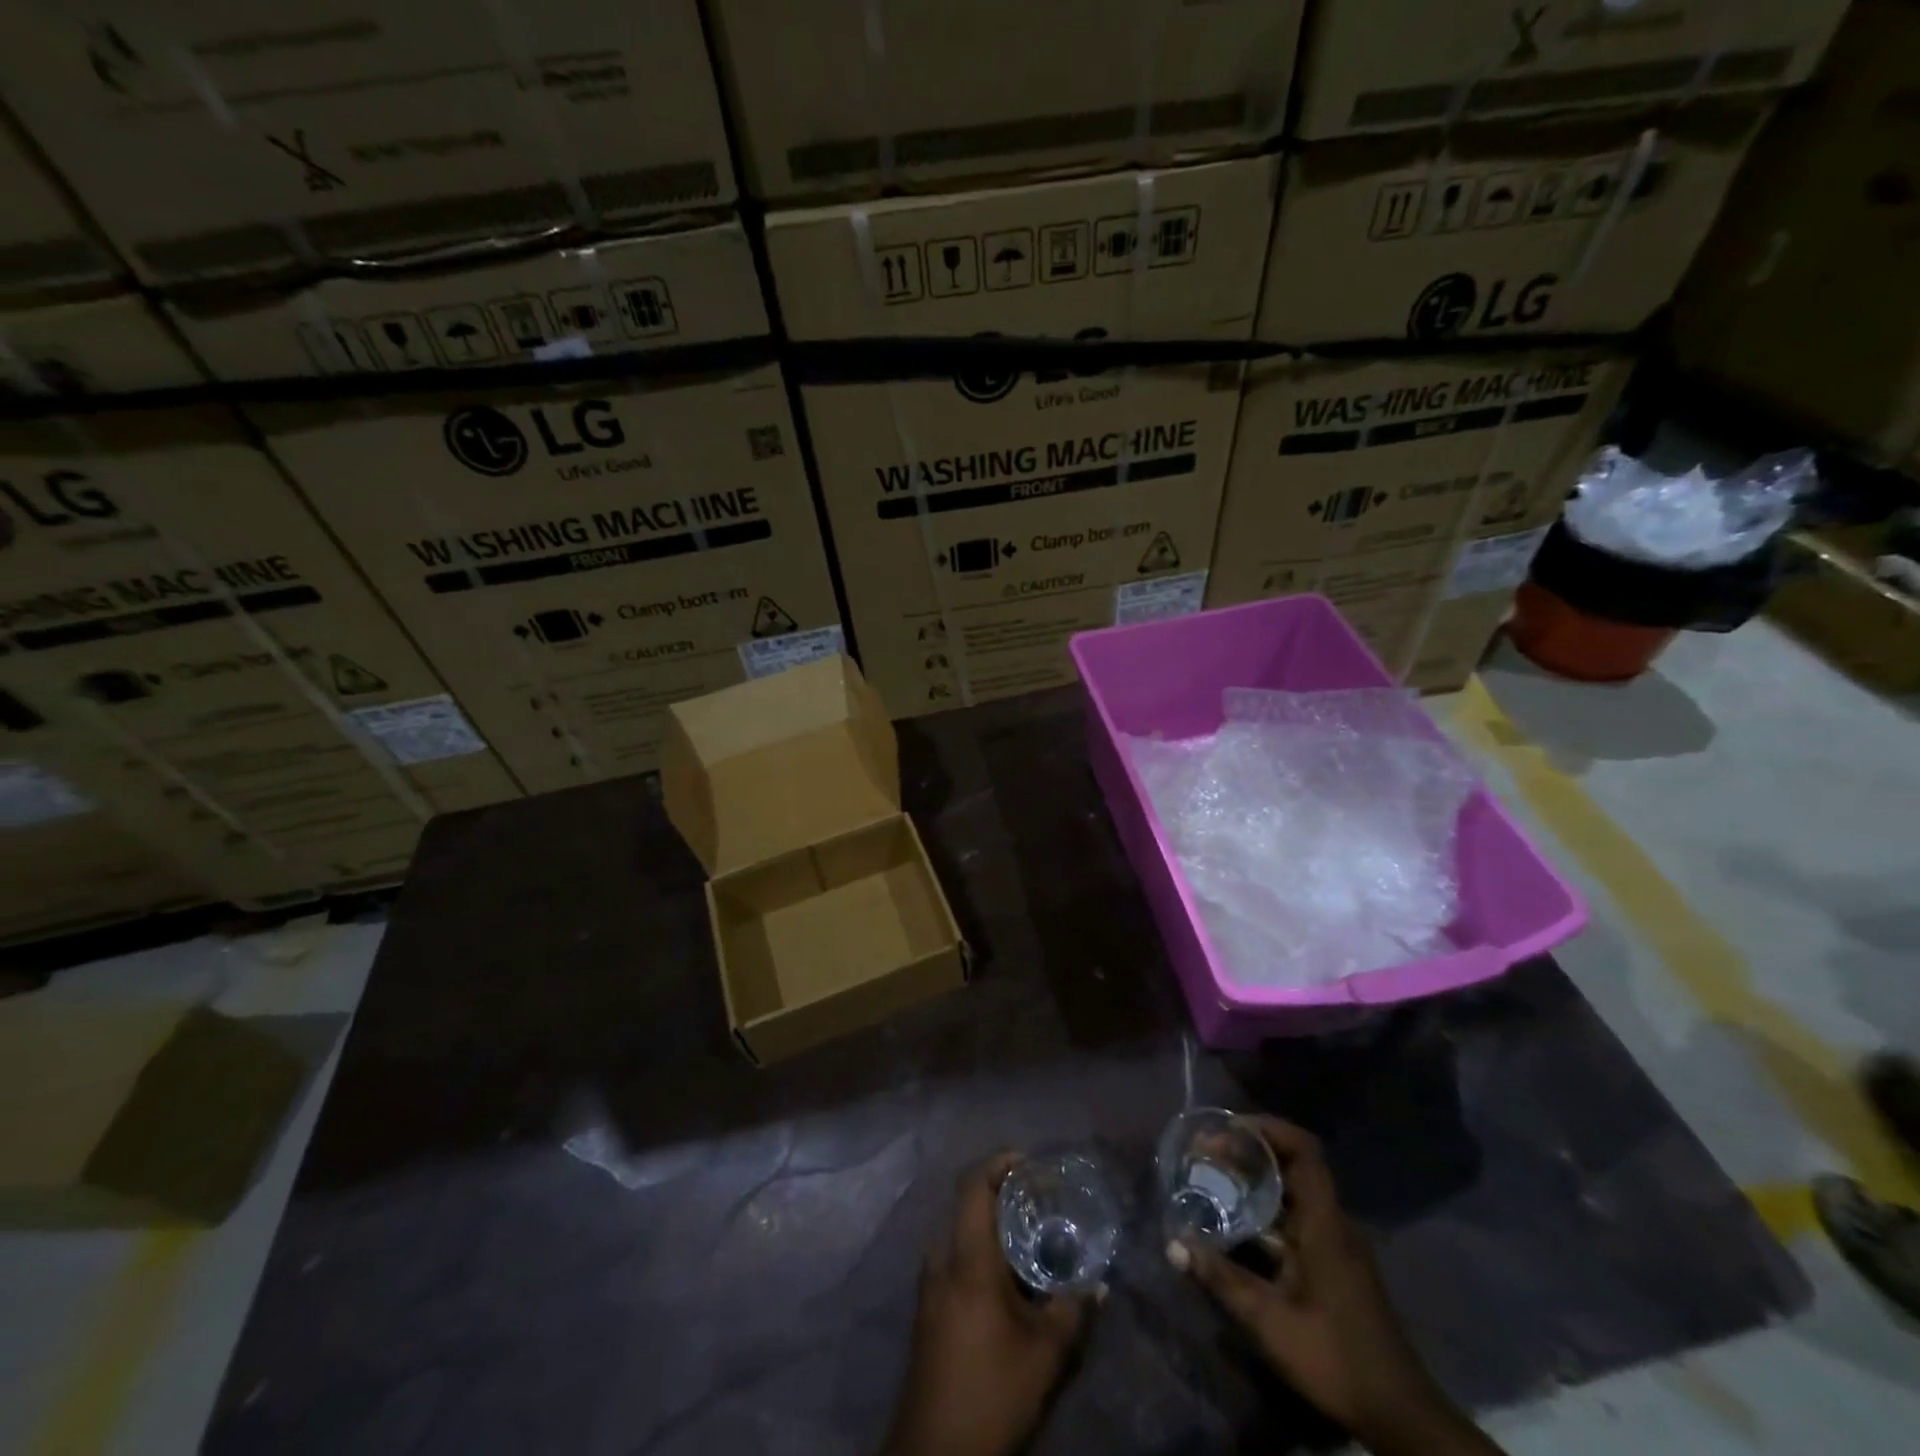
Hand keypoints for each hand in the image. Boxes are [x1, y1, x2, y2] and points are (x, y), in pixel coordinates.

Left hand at [883, 1154, 1096, 1455]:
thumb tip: (1097, 1283)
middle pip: (970, 1208)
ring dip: (995, 1230)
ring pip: (964, 1236)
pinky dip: (983, 1255)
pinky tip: (1010, 1282)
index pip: (973, 1185)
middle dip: (1005, 1198)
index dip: (999, 1163)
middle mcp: (942, 1260)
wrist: (934, 1453)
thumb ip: (1073, 1310)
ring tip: (1033, 1241)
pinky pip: (957, 1261)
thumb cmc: (992, 1391)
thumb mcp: (1045, 1354)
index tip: (1030, 1162)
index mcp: (967, 1258)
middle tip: (1042, 1202)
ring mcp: (930, 1285)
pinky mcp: (928, 1310)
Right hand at [1168, 1118, 1497, 1455]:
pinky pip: (1297, 1217)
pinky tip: (1237, 1224)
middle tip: (1207, 1152)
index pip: (1303, 1150)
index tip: (1228, 1128)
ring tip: (1213, 1178)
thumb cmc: (1335, 1359)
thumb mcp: (1270, 1323)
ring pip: (1294, 1192)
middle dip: (1250, 1151)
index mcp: (1325, 1223)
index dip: (1267, 1128)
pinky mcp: (1334, 1264)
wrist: (1400, 1417)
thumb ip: (1222, 1279)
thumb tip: (1174, 1244)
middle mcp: (1333, 1223)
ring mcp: (1337, 1244)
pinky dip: (1266, 1209)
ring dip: (1256, 1180)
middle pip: (1294, 1165)